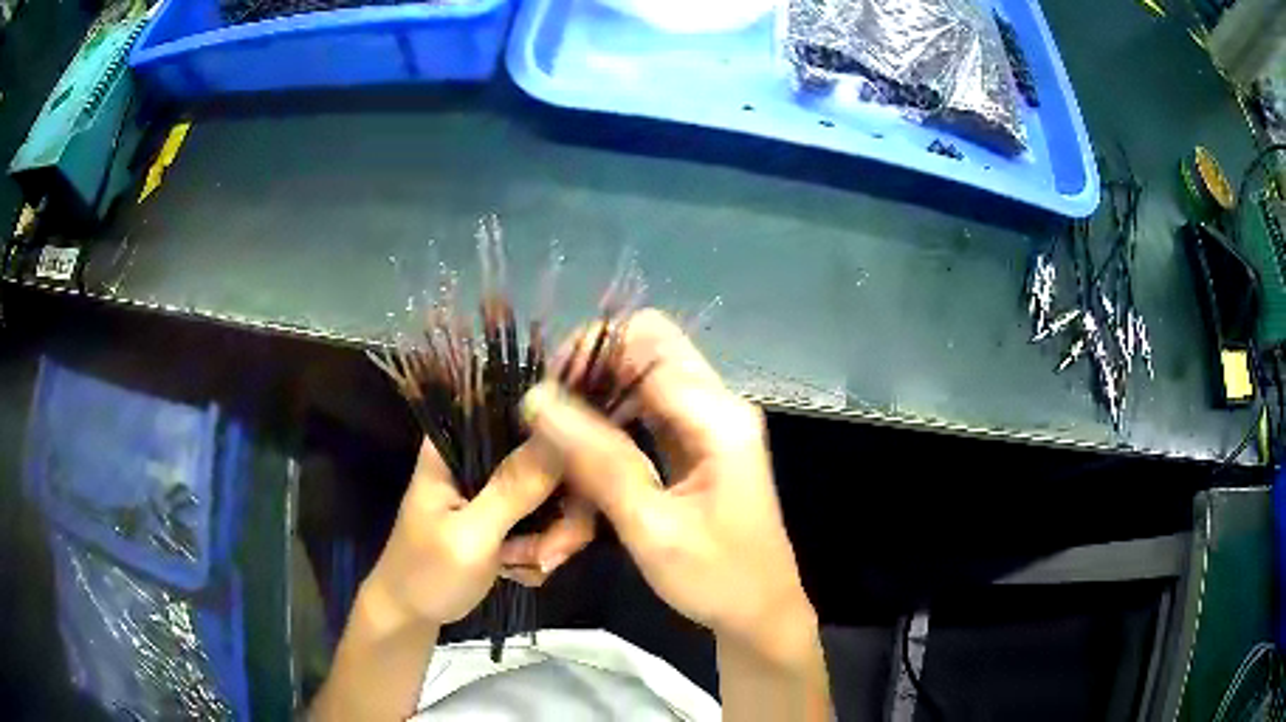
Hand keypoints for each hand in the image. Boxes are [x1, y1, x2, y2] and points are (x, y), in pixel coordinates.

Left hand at [363, 436, 572, 626]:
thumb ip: (513, 489)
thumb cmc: (426, 573)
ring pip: (556, 494)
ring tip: (531, 565)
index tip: (578, 480)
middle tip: (550, 552)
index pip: (516, 412)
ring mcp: (497, 488)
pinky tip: (523, 570)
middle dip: (561, 512)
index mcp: (457, 444)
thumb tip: (561, 435)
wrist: (412, 615)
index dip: (557, 435)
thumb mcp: (470, 536)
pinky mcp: (508, 514)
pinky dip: (544, 549)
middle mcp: (481, 457)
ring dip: (552, 538)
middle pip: (549, 458)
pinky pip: (549, 520)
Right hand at [520, 310, 816, 664]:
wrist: (761, 612)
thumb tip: (537, 398)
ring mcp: (710, 422)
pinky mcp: (698, 443)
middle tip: (548, 421)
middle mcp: (717, 404)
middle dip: (590, 375)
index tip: (545, 399)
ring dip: (597, 402)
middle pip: (644, 349)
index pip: (644, 342)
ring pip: (641, 378)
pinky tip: (586, 459)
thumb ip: (597, 460)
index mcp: (717, 416)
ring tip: (560, 445)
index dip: (588, 356)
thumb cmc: (715, 578)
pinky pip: (647, 411)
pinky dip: (612, 426)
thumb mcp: (651, 527)